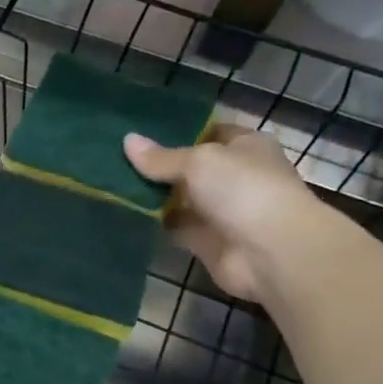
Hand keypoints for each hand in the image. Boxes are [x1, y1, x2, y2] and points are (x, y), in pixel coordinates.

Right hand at [124, 125, 327, 302]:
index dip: (180, 132)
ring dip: (154, 196)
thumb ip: (161, 157)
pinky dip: (155, 223)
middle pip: (191, 168)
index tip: (142, 132)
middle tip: (116, 158)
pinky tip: (124, 214)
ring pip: (180, 199)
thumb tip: (127, 140)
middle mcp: (235, 176)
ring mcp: (221, 210)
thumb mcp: (198, 162)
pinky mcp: (207, 241)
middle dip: (159, 165)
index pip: (210, 132)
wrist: (270, 251)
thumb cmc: (242, 190)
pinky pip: (175, 227)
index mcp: (245, 147)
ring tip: (112, 184)